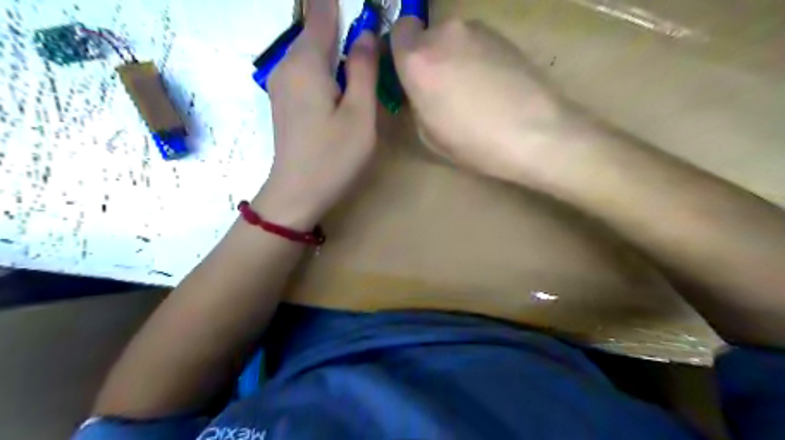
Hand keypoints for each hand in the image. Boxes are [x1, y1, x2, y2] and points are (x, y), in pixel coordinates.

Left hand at [254, 0, 379, 229]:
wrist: (297, 193)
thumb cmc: (333, 157)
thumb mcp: (359, 115)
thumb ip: (363, 70)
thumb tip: (366, 33)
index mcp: (306, 63)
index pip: (322, 11)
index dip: (339, 2)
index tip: (362, 6)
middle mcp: (287, 65)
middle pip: (315, 30)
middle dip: (339, 22)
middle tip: (368, 29)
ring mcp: (281, 84)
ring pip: (311, 51)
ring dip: (334, 45)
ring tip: (359, 49)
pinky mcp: (285, 101)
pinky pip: (306, 70)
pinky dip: (325, 64)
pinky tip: (341, 78)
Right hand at [392, 18, 575, 183]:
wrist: (535, 132)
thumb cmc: (474, 142)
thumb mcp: (429, 135)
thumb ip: (416, 103)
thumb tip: (420, 91)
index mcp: (417, 60)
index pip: (399, 30)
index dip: (402, 50)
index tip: (410, 73)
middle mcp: (444, 34)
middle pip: (427, 36)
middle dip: (430, 58)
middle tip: (443, 89)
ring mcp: (477, 30)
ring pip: (454, 39)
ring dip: (455, 58)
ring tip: (473, 91)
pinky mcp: (504, 35)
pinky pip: (477, 43)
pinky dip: (477, 58)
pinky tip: (492, 86)